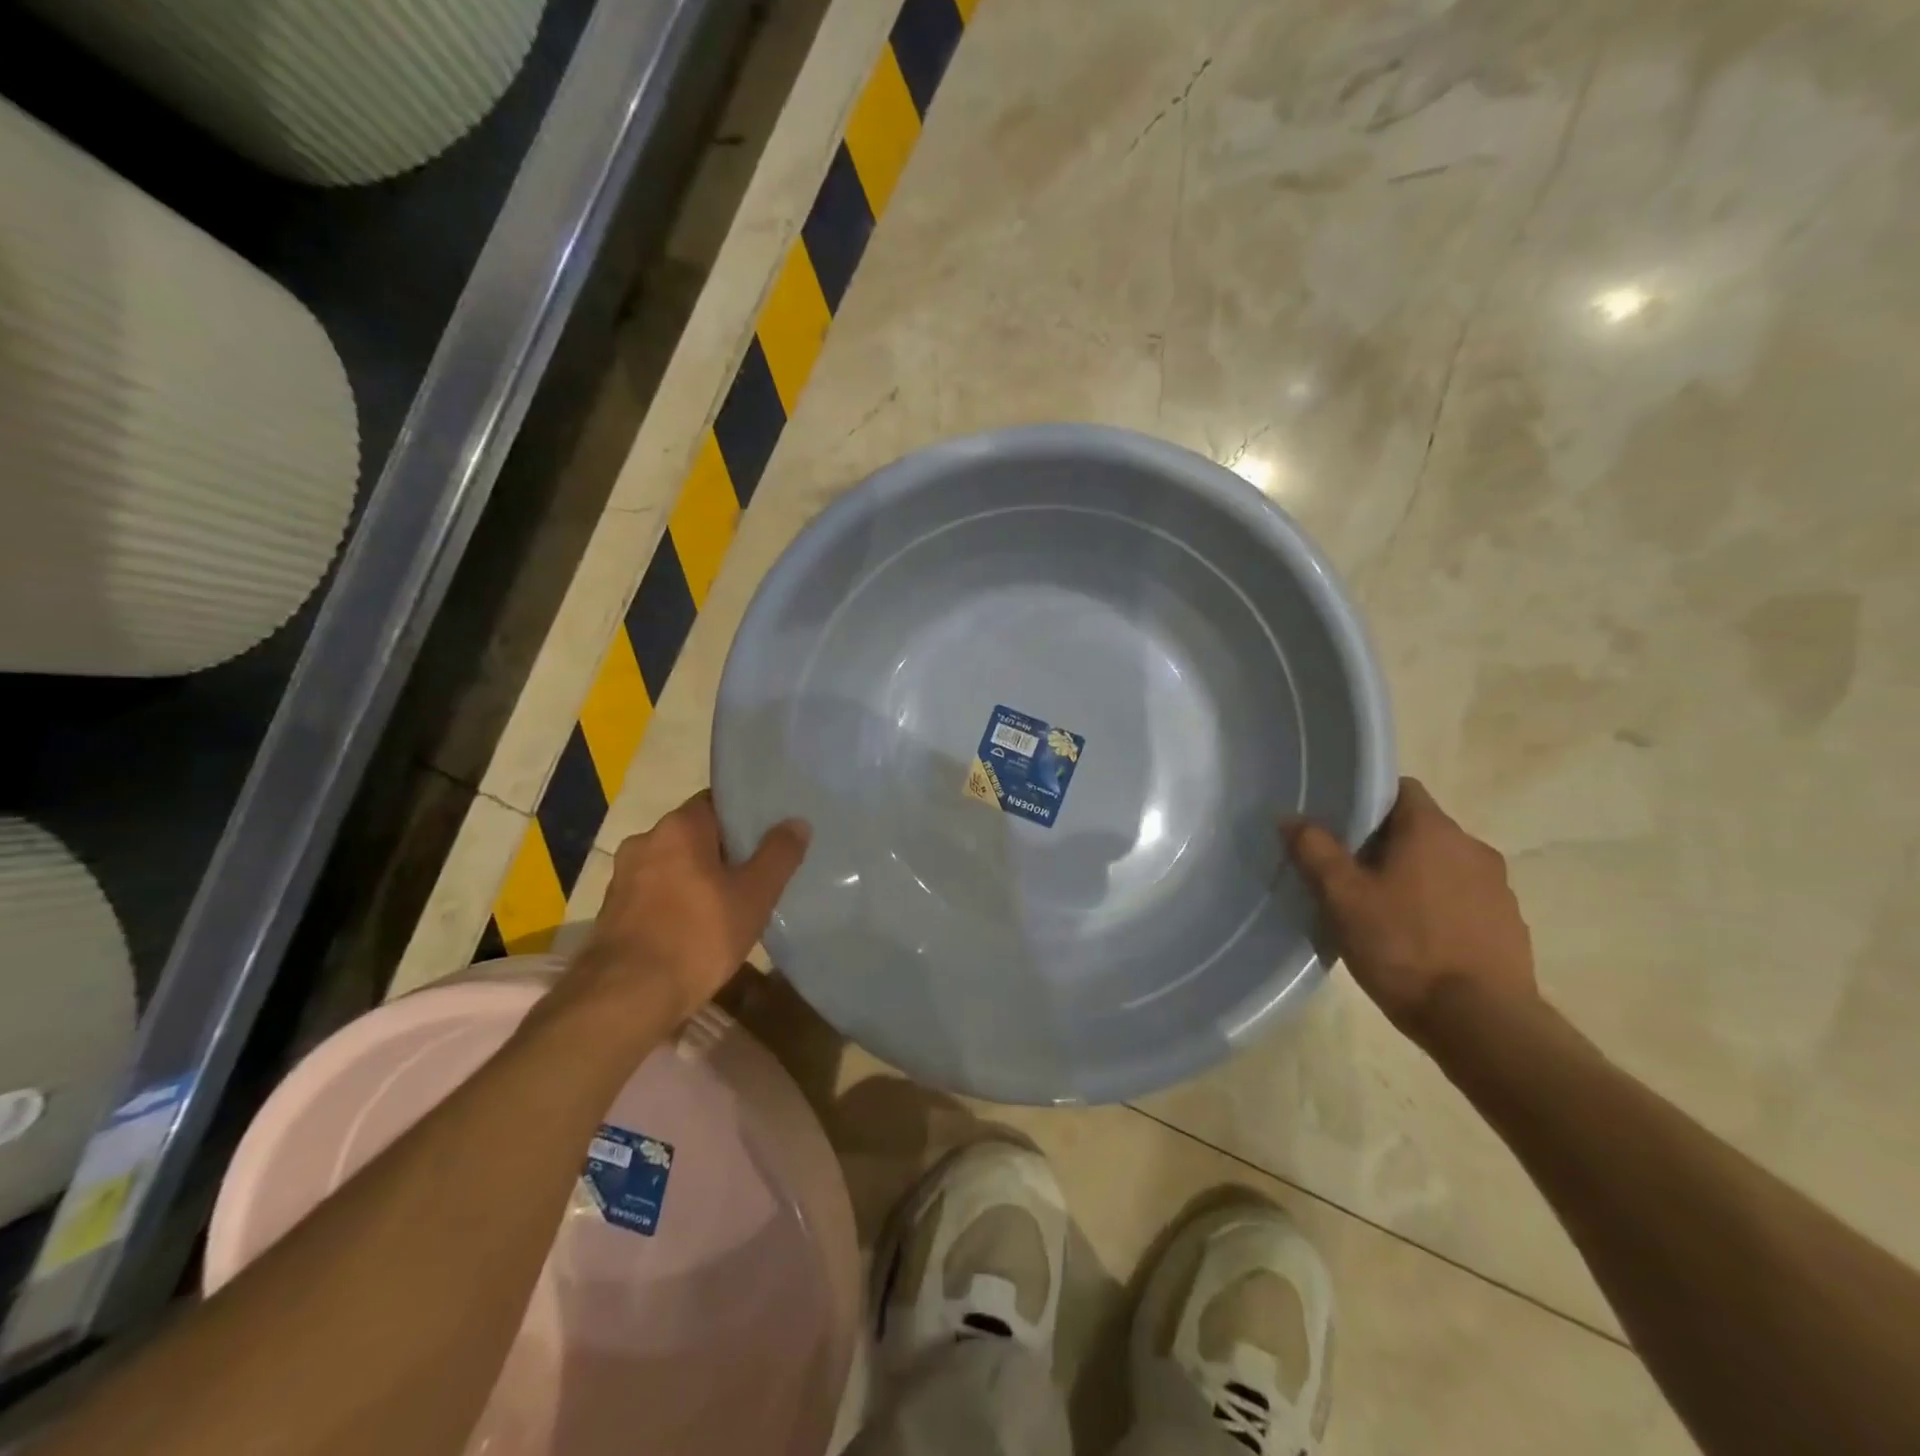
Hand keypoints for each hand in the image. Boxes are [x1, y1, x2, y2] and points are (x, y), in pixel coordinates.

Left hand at [563, 790, 809, 1023]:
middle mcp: (645, 840)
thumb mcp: (754, 895)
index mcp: (679, 826)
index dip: (744, 818)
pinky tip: (695, 929)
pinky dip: (675, 903)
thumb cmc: (698, 936)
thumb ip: (778, 855)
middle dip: (722, 852)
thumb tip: (797, 822)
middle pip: (694, 835)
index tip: (766, 837)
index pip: (716, 803)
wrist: (625, 998)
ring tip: (727, 904)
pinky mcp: (612, 911)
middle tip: (754, 874)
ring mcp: (622, 877)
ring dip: (697, 879)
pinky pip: (655, 894)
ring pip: (673, 866)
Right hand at [1285, 778, 1535, 1042]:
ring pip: (1442, 865)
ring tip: (1379, 909)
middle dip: (1383, 843)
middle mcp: (1472, 848)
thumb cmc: (1404, 948)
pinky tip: (1415, 940)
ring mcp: (1497, 888)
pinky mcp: (1508, 925)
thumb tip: (1291, 817)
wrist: (1482, 1023)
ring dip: (1413, 876)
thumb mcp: (1343, 898)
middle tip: (1347, 871)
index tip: (1338, 824)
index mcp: (1433, 831)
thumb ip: (1315, 851)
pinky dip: (1438, 906)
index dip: (1366, 799)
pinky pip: (1463, 899)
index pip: (1400, 789)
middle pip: (1420, 828)